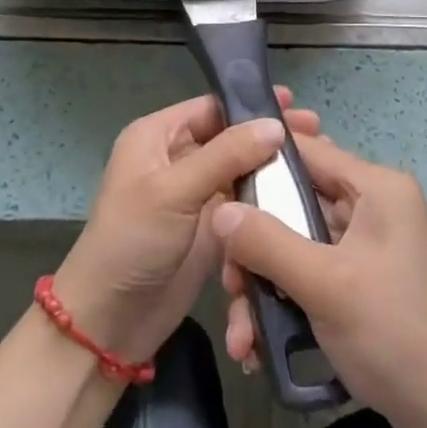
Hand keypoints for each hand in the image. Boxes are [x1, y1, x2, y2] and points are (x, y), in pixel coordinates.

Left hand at [52, 89, 320, 365]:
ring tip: (316, 162)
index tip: (295, 104)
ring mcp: (194, 195)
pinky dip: (267, 199)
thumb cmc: (132, 243)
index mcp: (157, 137)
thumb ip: (226, 155)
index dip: (251, 104)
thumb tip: (274, 125)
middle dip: (269, 135)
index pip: (212, 107)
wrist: (109, 323)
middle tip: (316, 132)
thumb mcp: (174, 190)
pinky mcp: (209, 228)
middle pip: (231, 137)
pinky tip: (299, 196)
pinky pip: (243, 204)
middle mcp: (176, 158)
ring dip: (273, 167)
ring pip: (241, 170)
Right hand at [214, 135, 426, 427]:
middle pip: (294, 203)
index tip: (216, 193)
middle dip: (255, 246)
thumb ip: (268, 242)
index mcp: (376, 187)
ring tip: (241, 336)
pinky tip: (258, 346)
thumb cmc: (393, 334)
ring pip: (296, 244)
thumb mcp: (325, 285)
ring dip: (264, 285)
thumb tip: (220, 211)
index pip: (306, 152)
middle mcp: (372, 205)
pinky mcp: (360, 279)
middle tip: (229, 285)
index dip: (258, 166)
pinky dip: (284, 301)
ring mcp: (366, 244)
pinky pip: (309, 272)